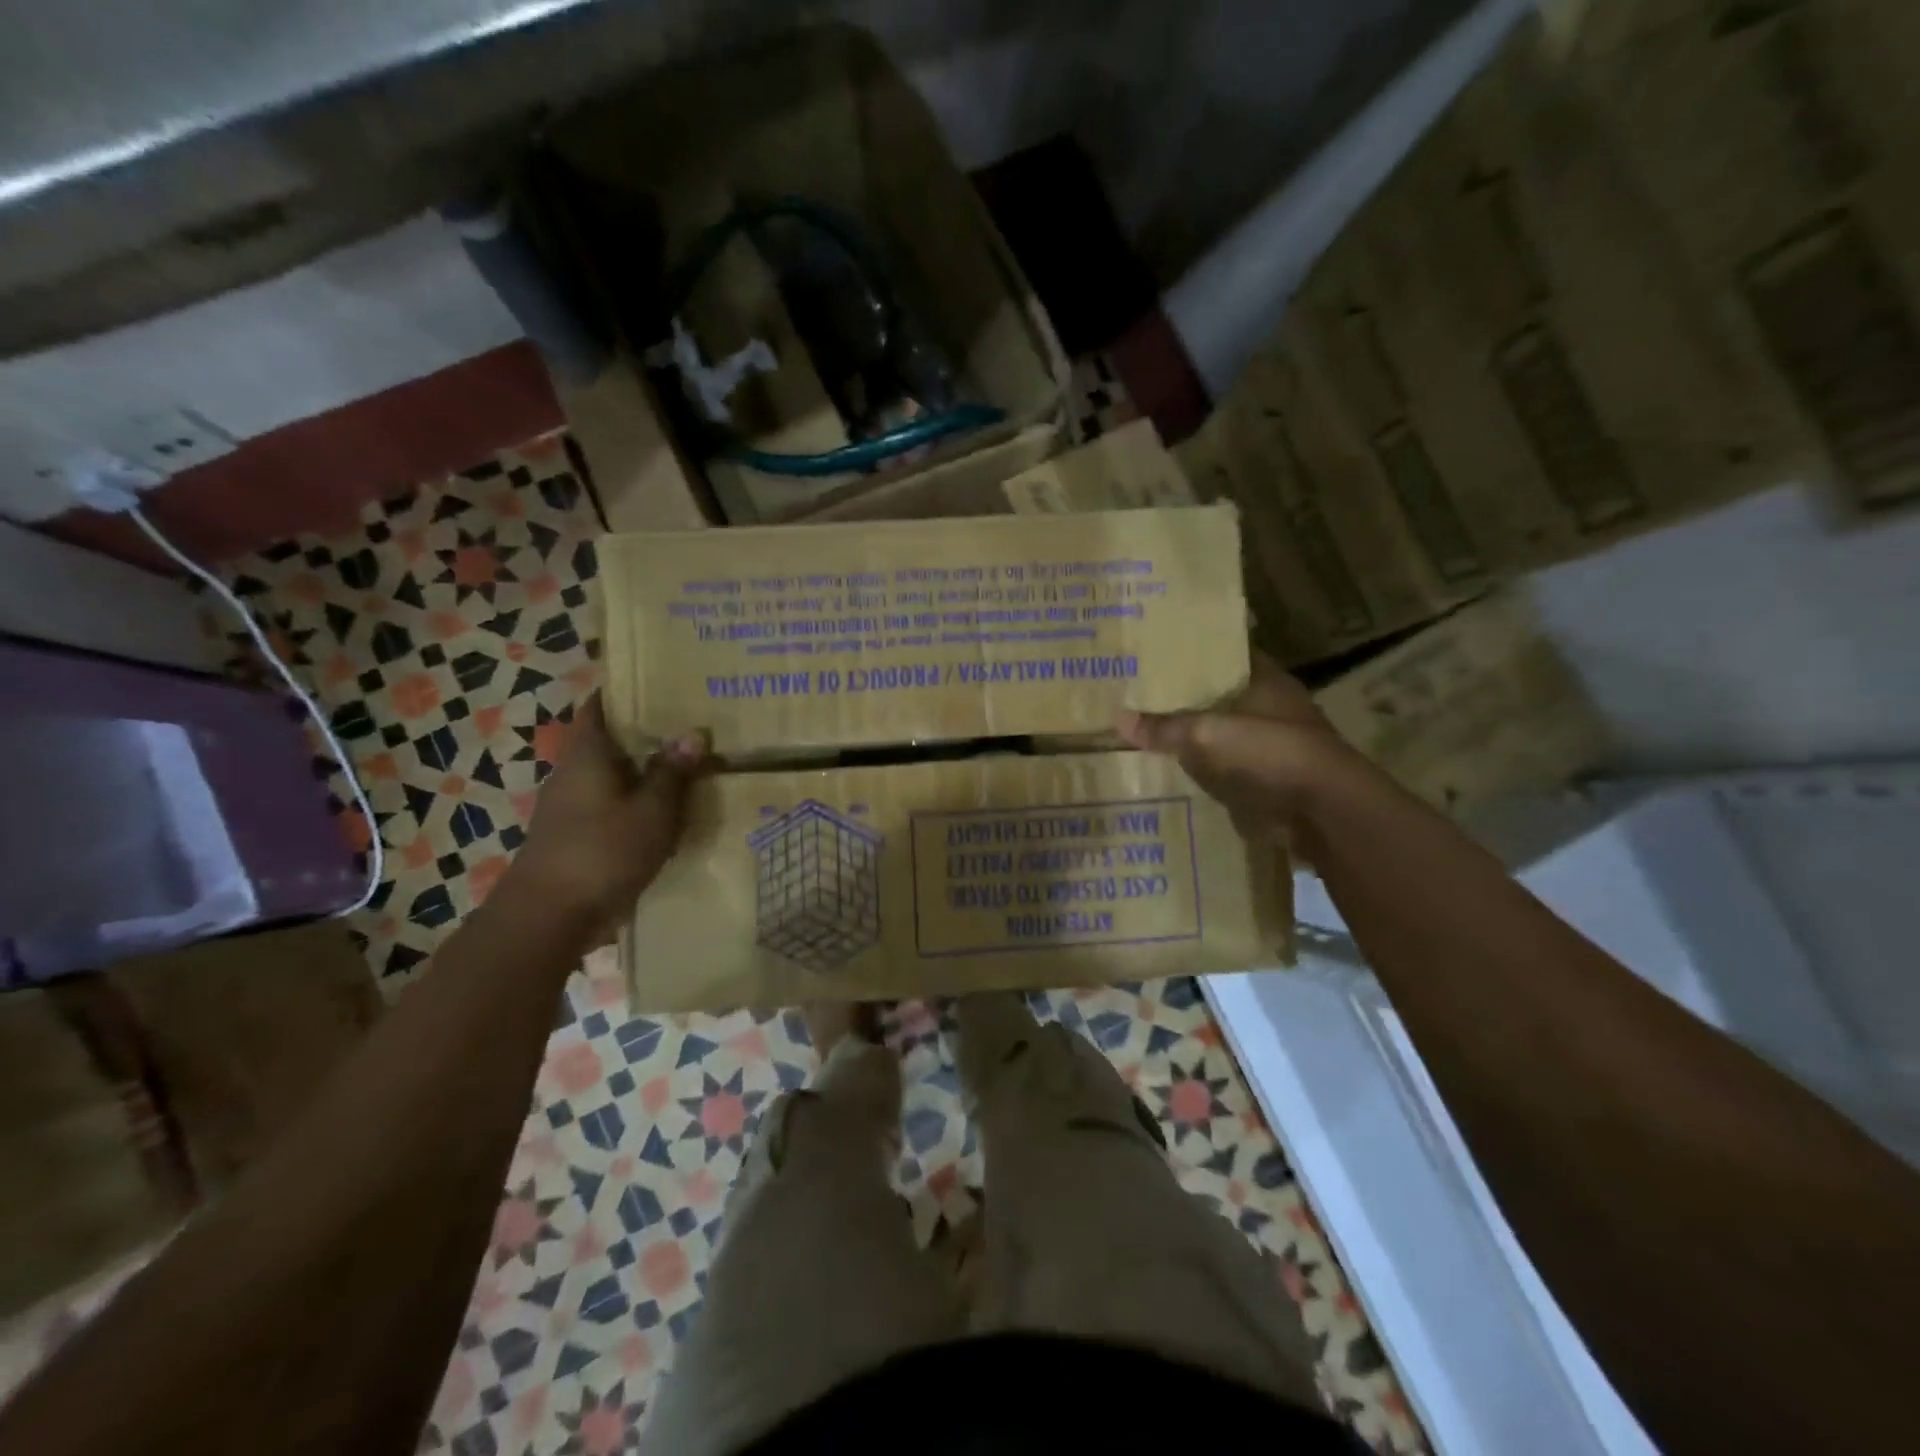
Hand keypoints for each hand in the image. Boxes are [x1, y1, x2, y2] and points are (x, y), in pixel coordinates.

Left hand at [503, 694, 707, 939]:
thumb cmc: (602, 851)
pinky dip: (635, 799)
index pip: (601, 705)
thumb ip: (672, 773)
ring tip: (687, 764)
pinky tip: (666, 810)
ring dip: (642, 769)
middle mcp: (572, 771)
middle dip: (645, 731)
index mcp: (587, 753)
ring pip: (611, 773)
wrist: (549, 916)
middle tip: (691, 723)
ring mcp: (569, 805)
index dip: (626, 691)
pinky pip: (610, 803)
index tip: (663, 683)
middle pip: (608, 739)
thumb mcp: (652, 811)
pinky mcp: (574, 834)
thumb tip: (694, 733)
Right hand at [1117, 654, 1362, 853]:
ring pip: (1217, 730)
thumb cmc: (1271, 752)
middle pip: (1217, 693)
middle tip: (1136, 687)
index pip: (1224, 652)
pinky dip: (1197, 765)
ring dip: (1189, 731)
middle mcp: (1266, 706)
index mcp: (1264, 679)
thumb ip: (1165, 726)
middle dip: (1183, 693)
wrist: (1322, 812)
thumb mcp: (1208, 733)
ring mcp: (1266, 744)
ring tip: (1140, 724)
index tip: (1156, 647)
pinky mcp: (1261, 778)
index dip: (1193, 648)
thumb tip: (1118, 719)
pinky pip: (1219, 765)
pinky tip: (1163, 764)